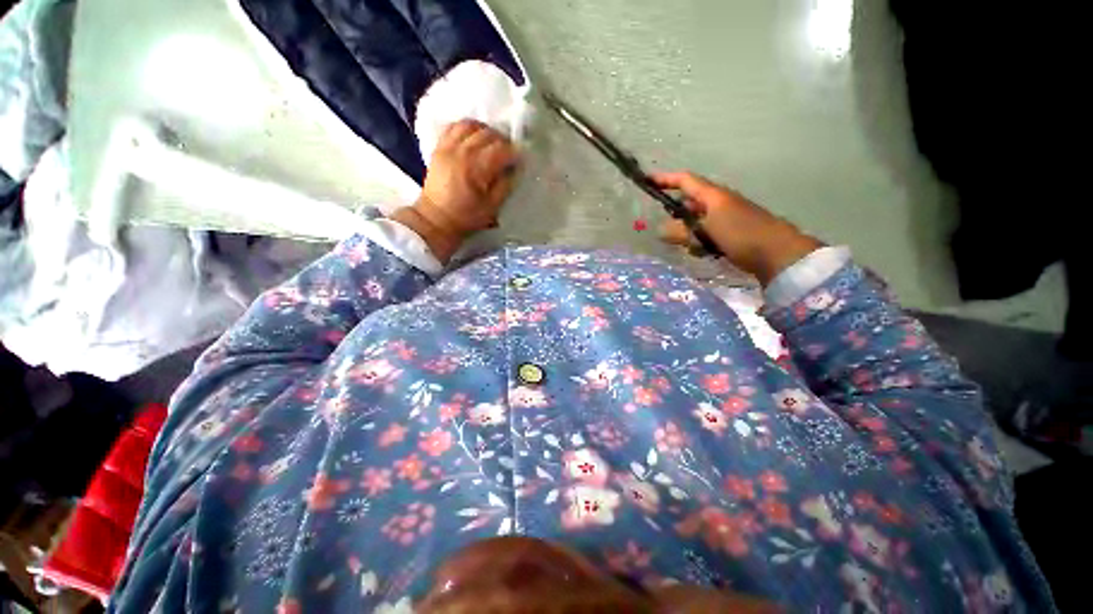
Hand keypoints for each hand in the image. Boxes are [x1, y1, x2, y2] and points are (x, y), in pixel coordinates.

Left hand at [393, 120, 518, 261]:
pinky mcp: (439, 147)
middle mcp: (462, 152)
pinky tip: (473, 138)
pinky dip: (467, 128)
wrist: (436, 218)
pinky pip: (454, 127)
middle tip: (508, 153)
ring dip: (485, 131)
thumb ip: (505, 185)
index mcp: (476, 168)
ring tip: (491, 143)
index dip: (514, 153)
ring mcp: (448, 147)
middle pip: (487, 134)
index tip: (519, 161)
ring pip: (470, 125)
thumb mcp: (492, 207)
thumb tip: (513, 169)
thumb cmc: (466, 216)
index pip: (501, 149)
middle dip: (502, 141)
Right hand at [652, 171, 822, 285]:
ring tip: (687, 245)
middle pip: (689, 202)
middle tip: (664, 228)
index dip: (665, 179)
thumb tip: (659, 230)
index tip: (647, 180)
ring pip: (696, 221)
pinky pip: (706, 233)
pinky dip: (699, 241)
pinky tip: (702, 251)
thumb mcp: (706, 231)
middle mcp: (718, 203)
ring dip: (687, 232)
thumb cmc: (741, 234)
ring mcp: (725, 217)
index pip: (685, 181)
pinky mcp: (731, 232)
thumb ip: (681, 231)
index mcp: (713, 196)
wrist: (778, 253)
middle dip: (675, 214)